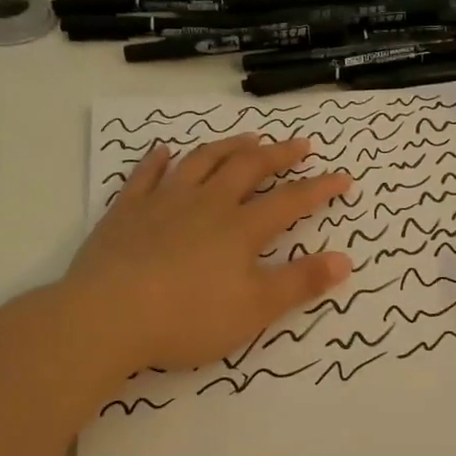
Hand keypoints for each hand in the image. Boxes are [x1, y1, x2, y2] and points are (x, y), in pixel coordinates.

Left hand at [61, 133, 353, 375]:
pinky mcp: (127, 211)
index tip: (343, 177)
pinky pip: (146, 175)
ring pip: (201, 162)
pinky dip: (158, 160)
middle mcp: (207, 204)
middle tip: (300, 144)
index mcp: (241, 228)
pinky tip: (165, 150)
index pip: (290, 201)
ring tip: (247, 138)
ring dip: (228, 147)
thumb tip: (346, 259)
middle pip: (248, 168)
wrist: (109, 316)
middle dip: (278, 154)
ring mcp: (164, 202)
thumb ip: (301, 282)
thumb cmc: (189, 317)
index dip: (320, 188)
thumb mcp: (256, 309)